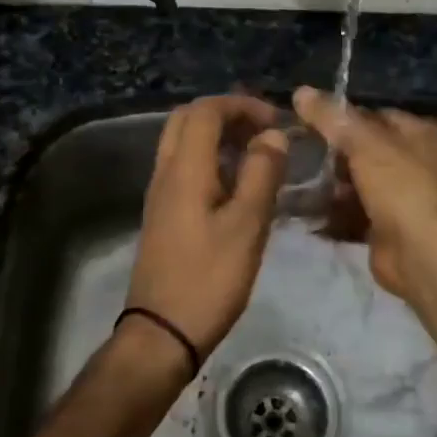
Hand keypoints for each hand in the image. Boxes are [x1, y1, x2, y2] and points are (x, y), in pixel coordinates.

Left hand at [125, 94, 288, 361]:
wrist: (162, 332)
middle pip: (188, 120)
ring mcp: (160, 194)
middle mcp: (165, 172)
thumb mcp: (247, 225)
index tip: (276, 120)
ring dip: (218, 136)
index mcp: (184, 169)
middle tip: (263, 130)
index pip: (206, 111)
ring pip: (183, 143)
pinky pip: (184, 167)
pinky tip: (238, 184)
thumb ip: (261, 174)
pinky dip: (210, 159)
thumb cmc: (209, 278)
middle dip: (227, 114)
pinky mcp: (163, 214)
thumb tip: (273, 135)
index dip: (241, 105)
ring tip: (257, 153)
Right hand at [292, 86, 436, 300]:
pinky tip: (306, 209)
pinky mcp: (388, 227)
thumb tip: (300, 91)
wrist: (422, 255)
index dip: (344, 118)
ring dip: (330, 185)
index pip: (377, 115)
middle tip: (300, 153)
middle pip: (366, 149)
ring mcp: (404, 197)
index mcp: (423, 134)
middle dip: (334, 155)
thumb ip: (332, 117)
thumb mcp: (364, 143)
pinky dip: (334, 211)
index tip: (308, 122)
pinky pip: (354, 212)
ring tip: (296, 181)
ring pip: (359, 182)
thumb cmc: (401, 187)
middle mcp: (419, 162)